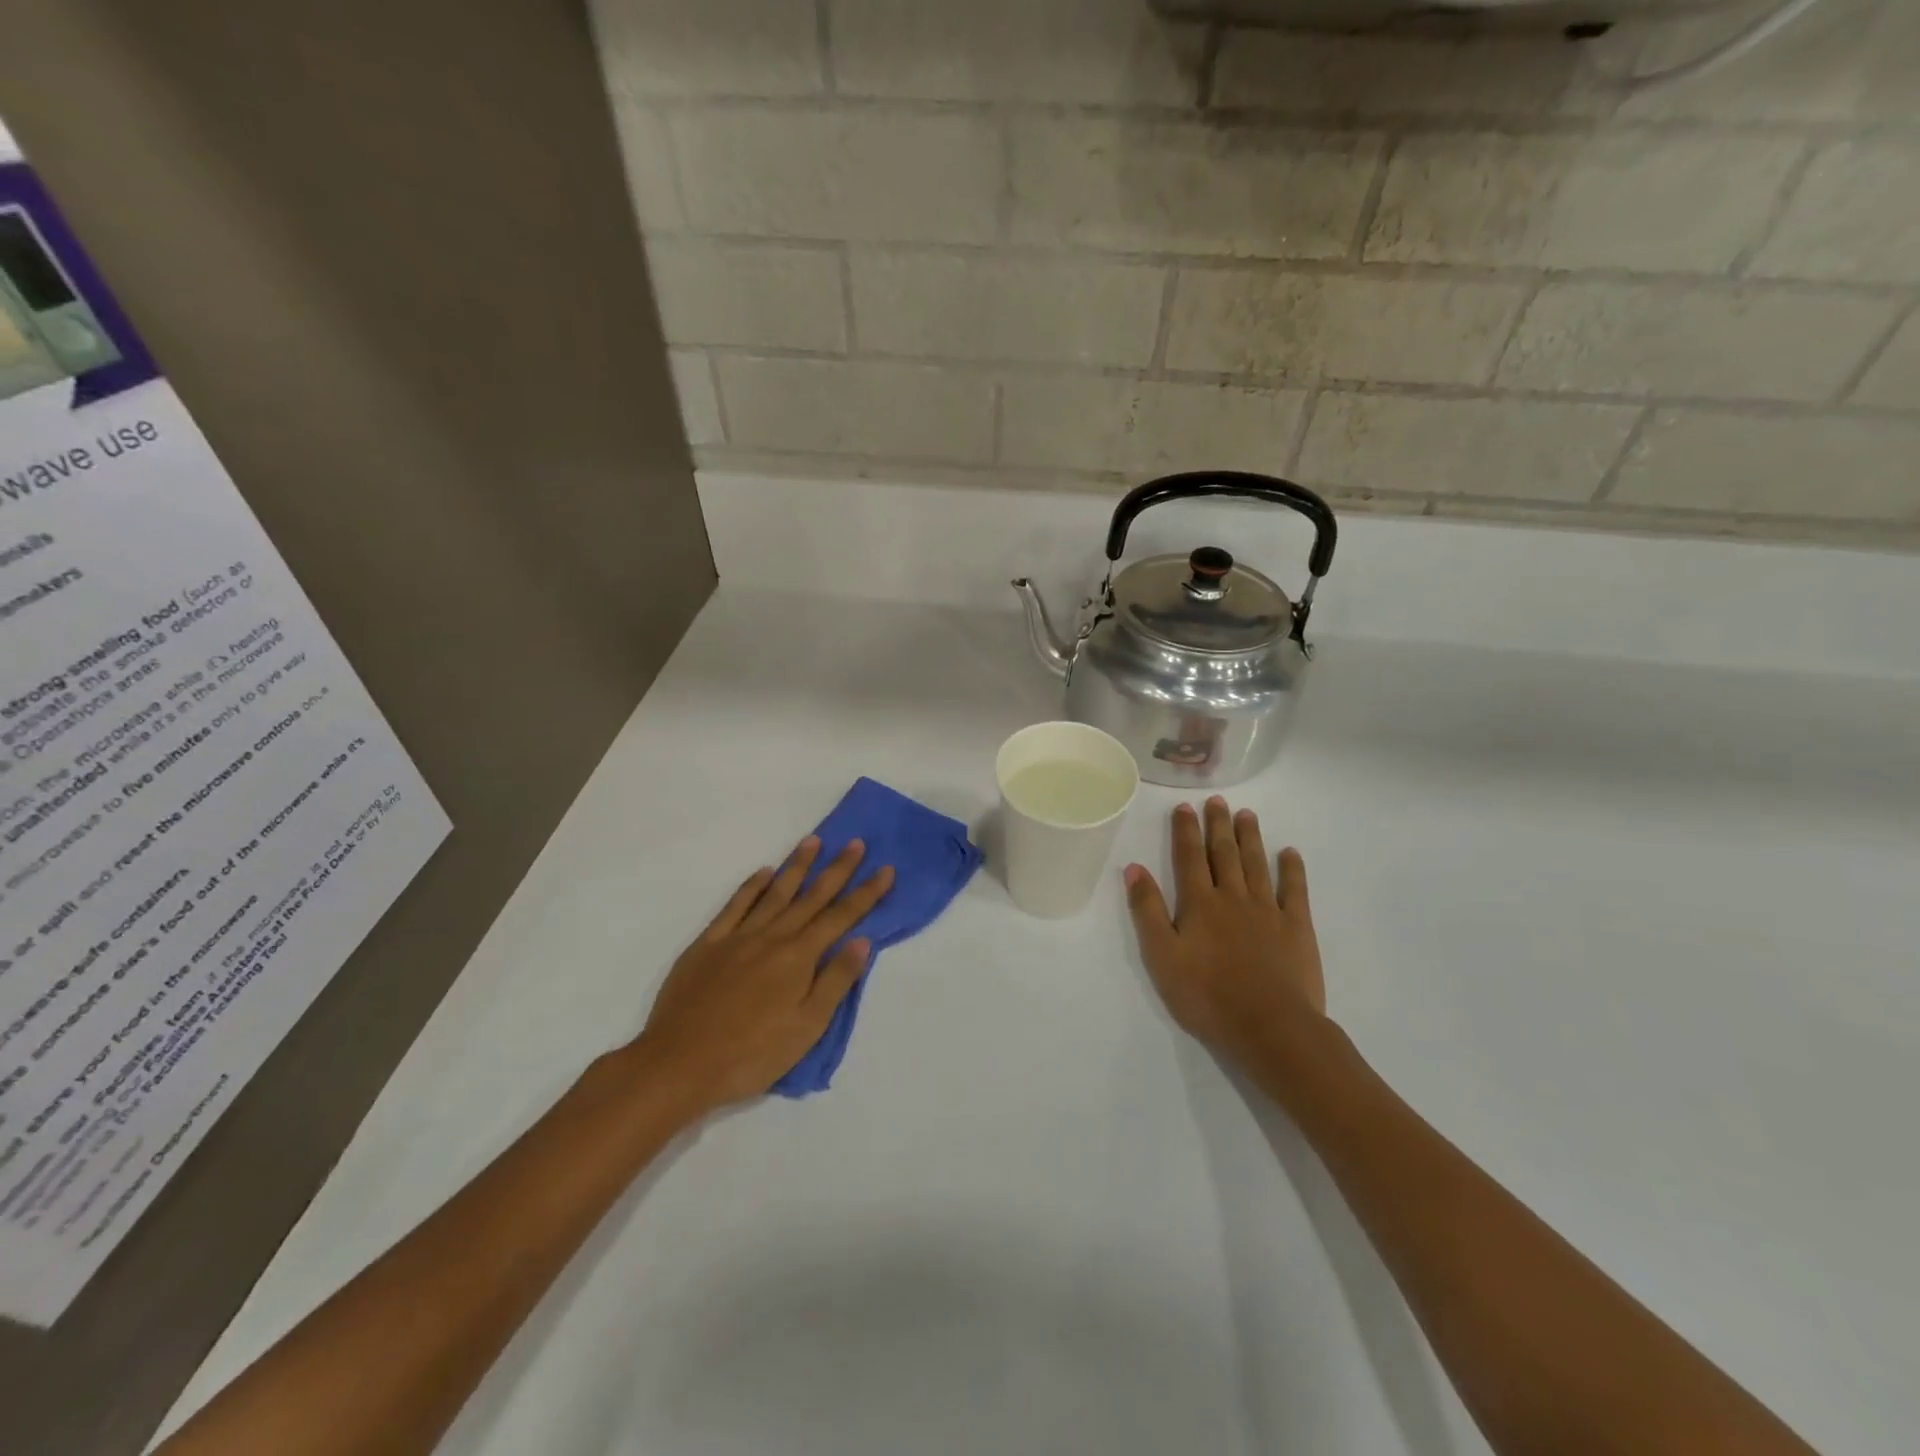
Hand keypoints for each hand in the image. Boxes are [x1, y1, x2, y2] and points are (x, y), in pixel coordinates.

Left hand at [634, 837, 893, 1114]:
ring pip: (774, 892)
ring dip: (797, 866)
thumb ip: (835, 981)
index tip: (886, 869)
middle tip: (856, 843)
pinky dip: (751, 886)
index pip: (841, 917)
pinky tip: (763, 873)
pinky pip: (734, 905)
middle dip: (837, 869)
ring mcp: (737, 936)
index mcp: (799, 958)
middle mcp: (772, 937)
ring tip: (813, 842)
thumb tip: (862, 941)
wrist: (678, 1064)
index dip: (866, 893)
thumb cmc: (751, 1054)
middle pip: (812, 896)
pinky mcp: (707, 944)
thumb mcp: (806, 1027)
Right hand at [1123, 798, 1325, 1068]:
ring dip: (1250, 838)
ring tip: (1246, 815)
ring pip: (1256, 864)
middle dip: (1218, 825)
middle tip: (1217, 801)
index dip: (1185, 831)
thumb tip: (1134, 867)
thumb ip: (1147, 910)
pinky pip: (1295, 890)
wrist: (1269, 1027)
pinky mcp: (1296, 927)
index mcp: (1199, 904)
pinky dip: (1291, 869)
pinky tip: (1290, 853)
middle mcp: (1233, 897)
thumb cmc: (1206, 996)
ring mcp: (1268, 910)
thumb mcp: (1161, 956)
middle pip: (1223, 854)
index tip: (1184, 807)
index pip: (1188, 858)